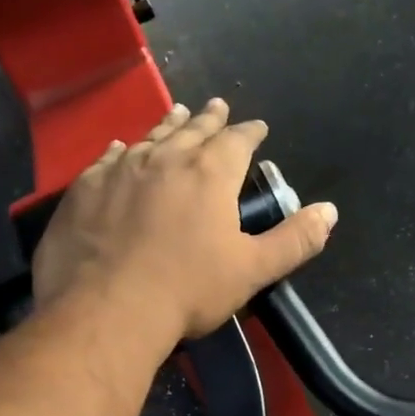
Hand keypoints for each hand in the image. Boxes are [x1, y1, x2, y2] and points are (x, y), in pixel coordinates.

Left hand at [31, 98, 338, 342]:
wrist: (106, 310)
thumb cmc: (187, 290)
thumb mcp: (253, 270)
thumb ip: (294, 240)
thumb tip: (329, 212)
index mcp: (210, 175)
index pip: (237, 142)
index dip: (250, 133)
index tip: (258, 126)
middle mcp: (166, 160)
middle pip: (193, 131)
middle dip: (210, 119)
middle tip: (217, 105)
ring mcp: (121, 171)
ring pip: (151, 137)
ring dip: (169, 124)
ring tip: (178, 111)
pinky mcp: (85, 189)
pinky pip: (107, 158)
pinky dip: (121, 150)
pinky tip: (121, 147)